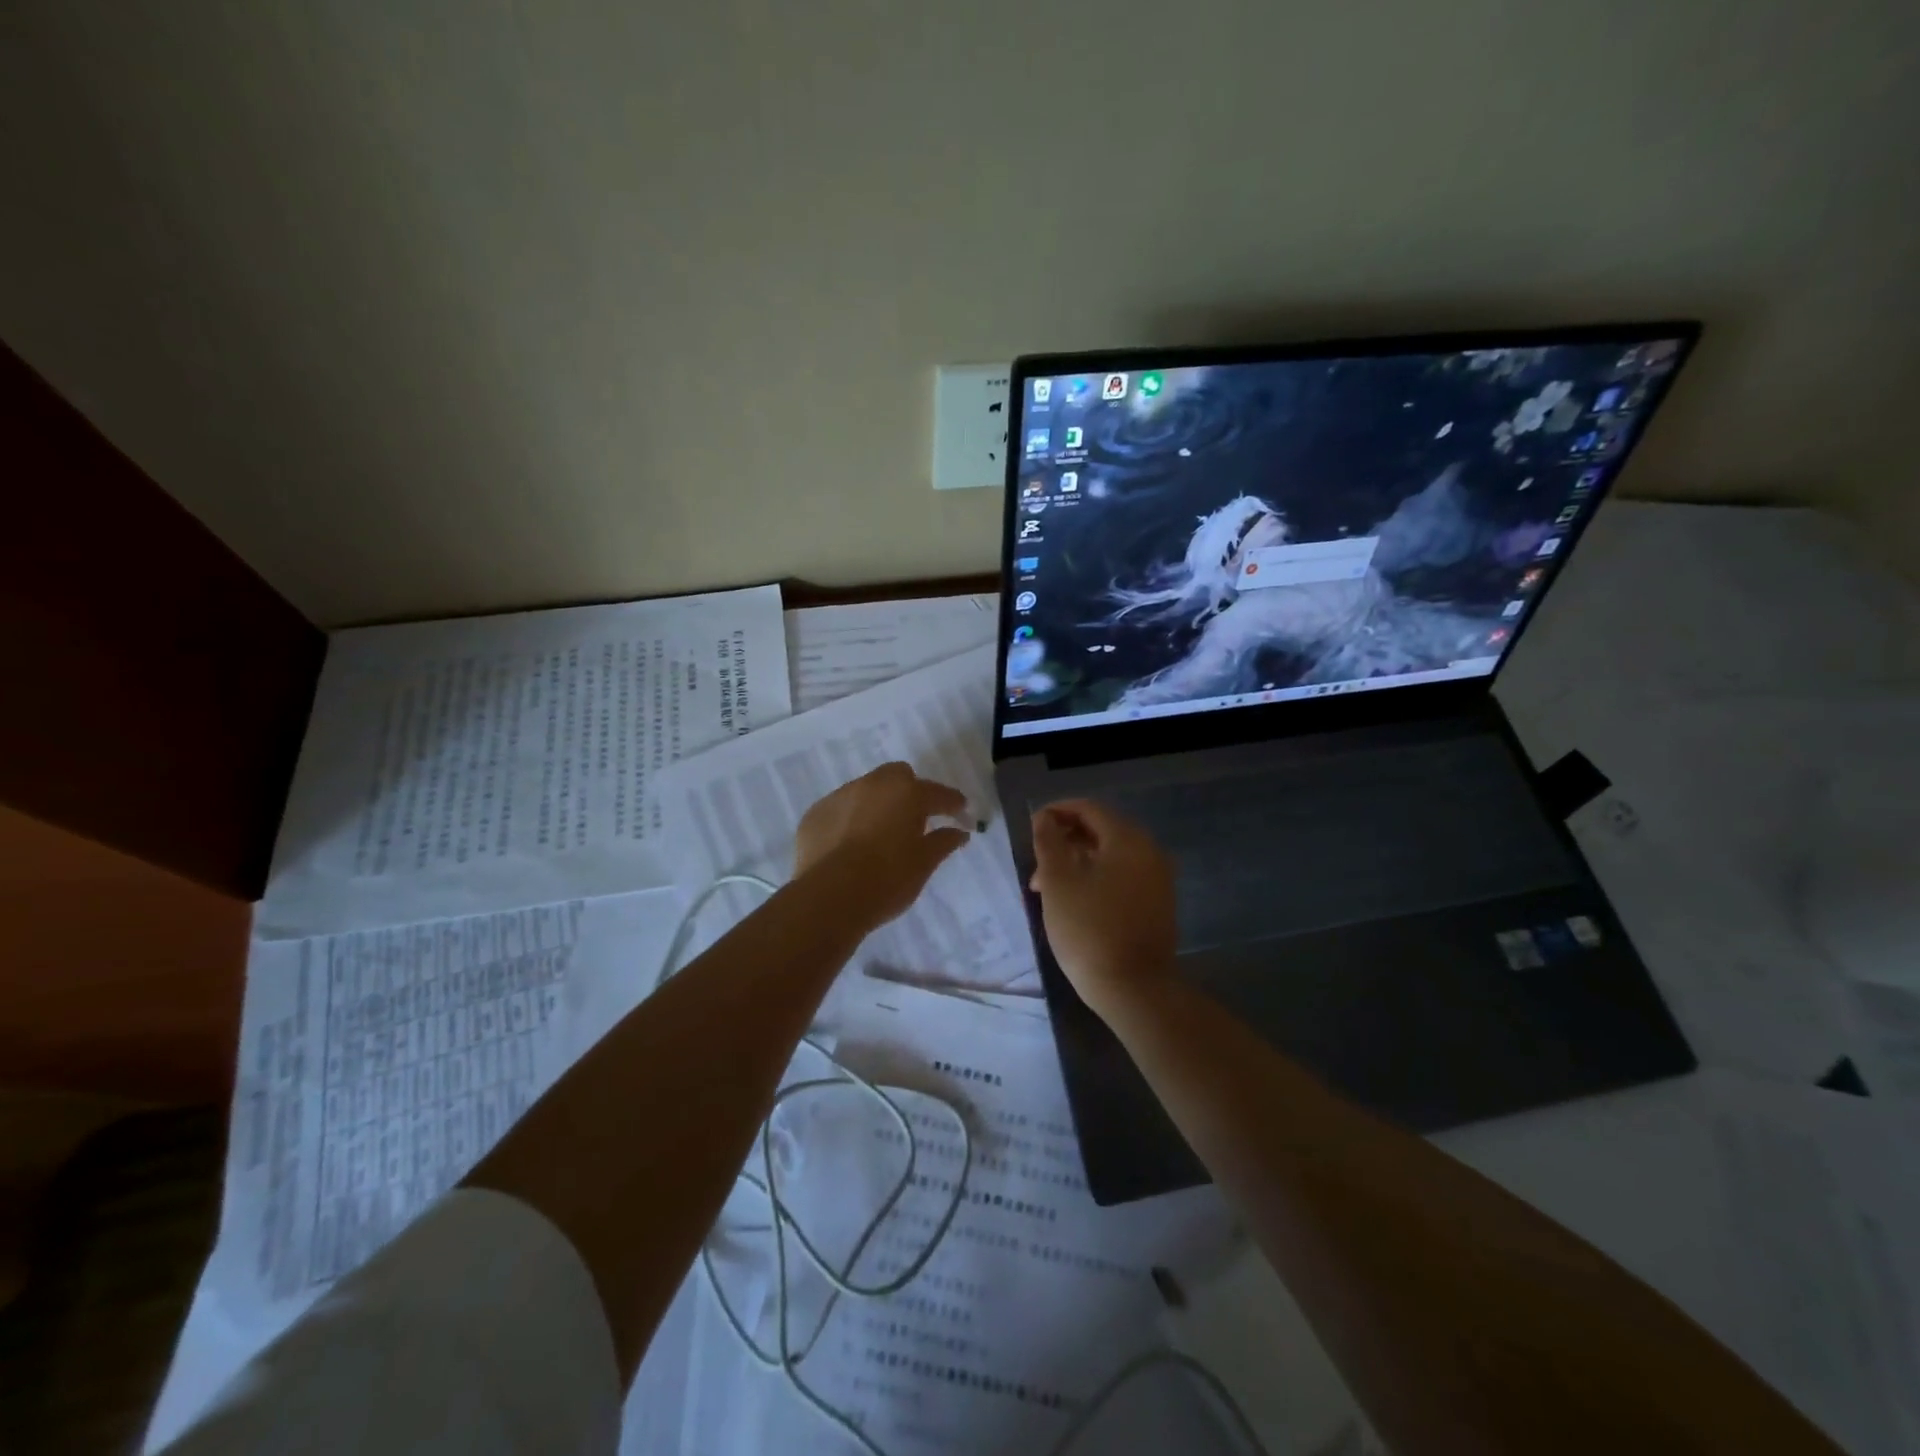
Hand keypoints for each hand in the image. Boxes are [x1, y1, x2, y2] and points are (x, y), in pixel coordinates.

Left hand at [794, 762, 971, 930]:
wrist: (830, 898)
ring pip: (866, 790)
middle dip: (910, 791)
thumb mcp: (924, 864)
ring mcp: (840, 796)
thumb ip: (943, 842)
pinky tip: (850, 845)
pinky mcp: (815, 813)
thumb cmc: (887, 880)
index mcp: (907, 793)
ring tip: (879, 834)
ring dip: (877, 804)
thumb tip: (959, 832)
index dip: (953, 804)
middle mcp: (873, 784)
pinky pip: (840, 809)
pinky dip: (850, 820)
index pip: (938, 793)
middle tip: (916, 819)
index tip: (961, 814)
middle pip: (898, 776)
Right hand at [1029, 799, 1178, 1018]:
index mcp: (1128, 839)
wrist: (1134, 988)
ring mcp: (1158, 878)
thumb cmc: (1089, 929)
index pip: (1089, 808)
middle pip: (1101, 831)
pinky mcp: (1158, 903)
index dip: (1057, 812)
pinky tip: (1074, 901)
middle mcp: (1149, 851)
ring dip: (1077, 863)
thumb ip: (1048, 842)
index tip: (1032, 827)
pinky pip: (1123, 876)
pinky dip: (1096, 878)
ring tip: (1047, 890)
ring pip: (1110, 857)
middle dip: (1065, 842)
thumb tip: (1045, 818)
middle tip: (1036, 866)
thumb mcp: (1058, 882)